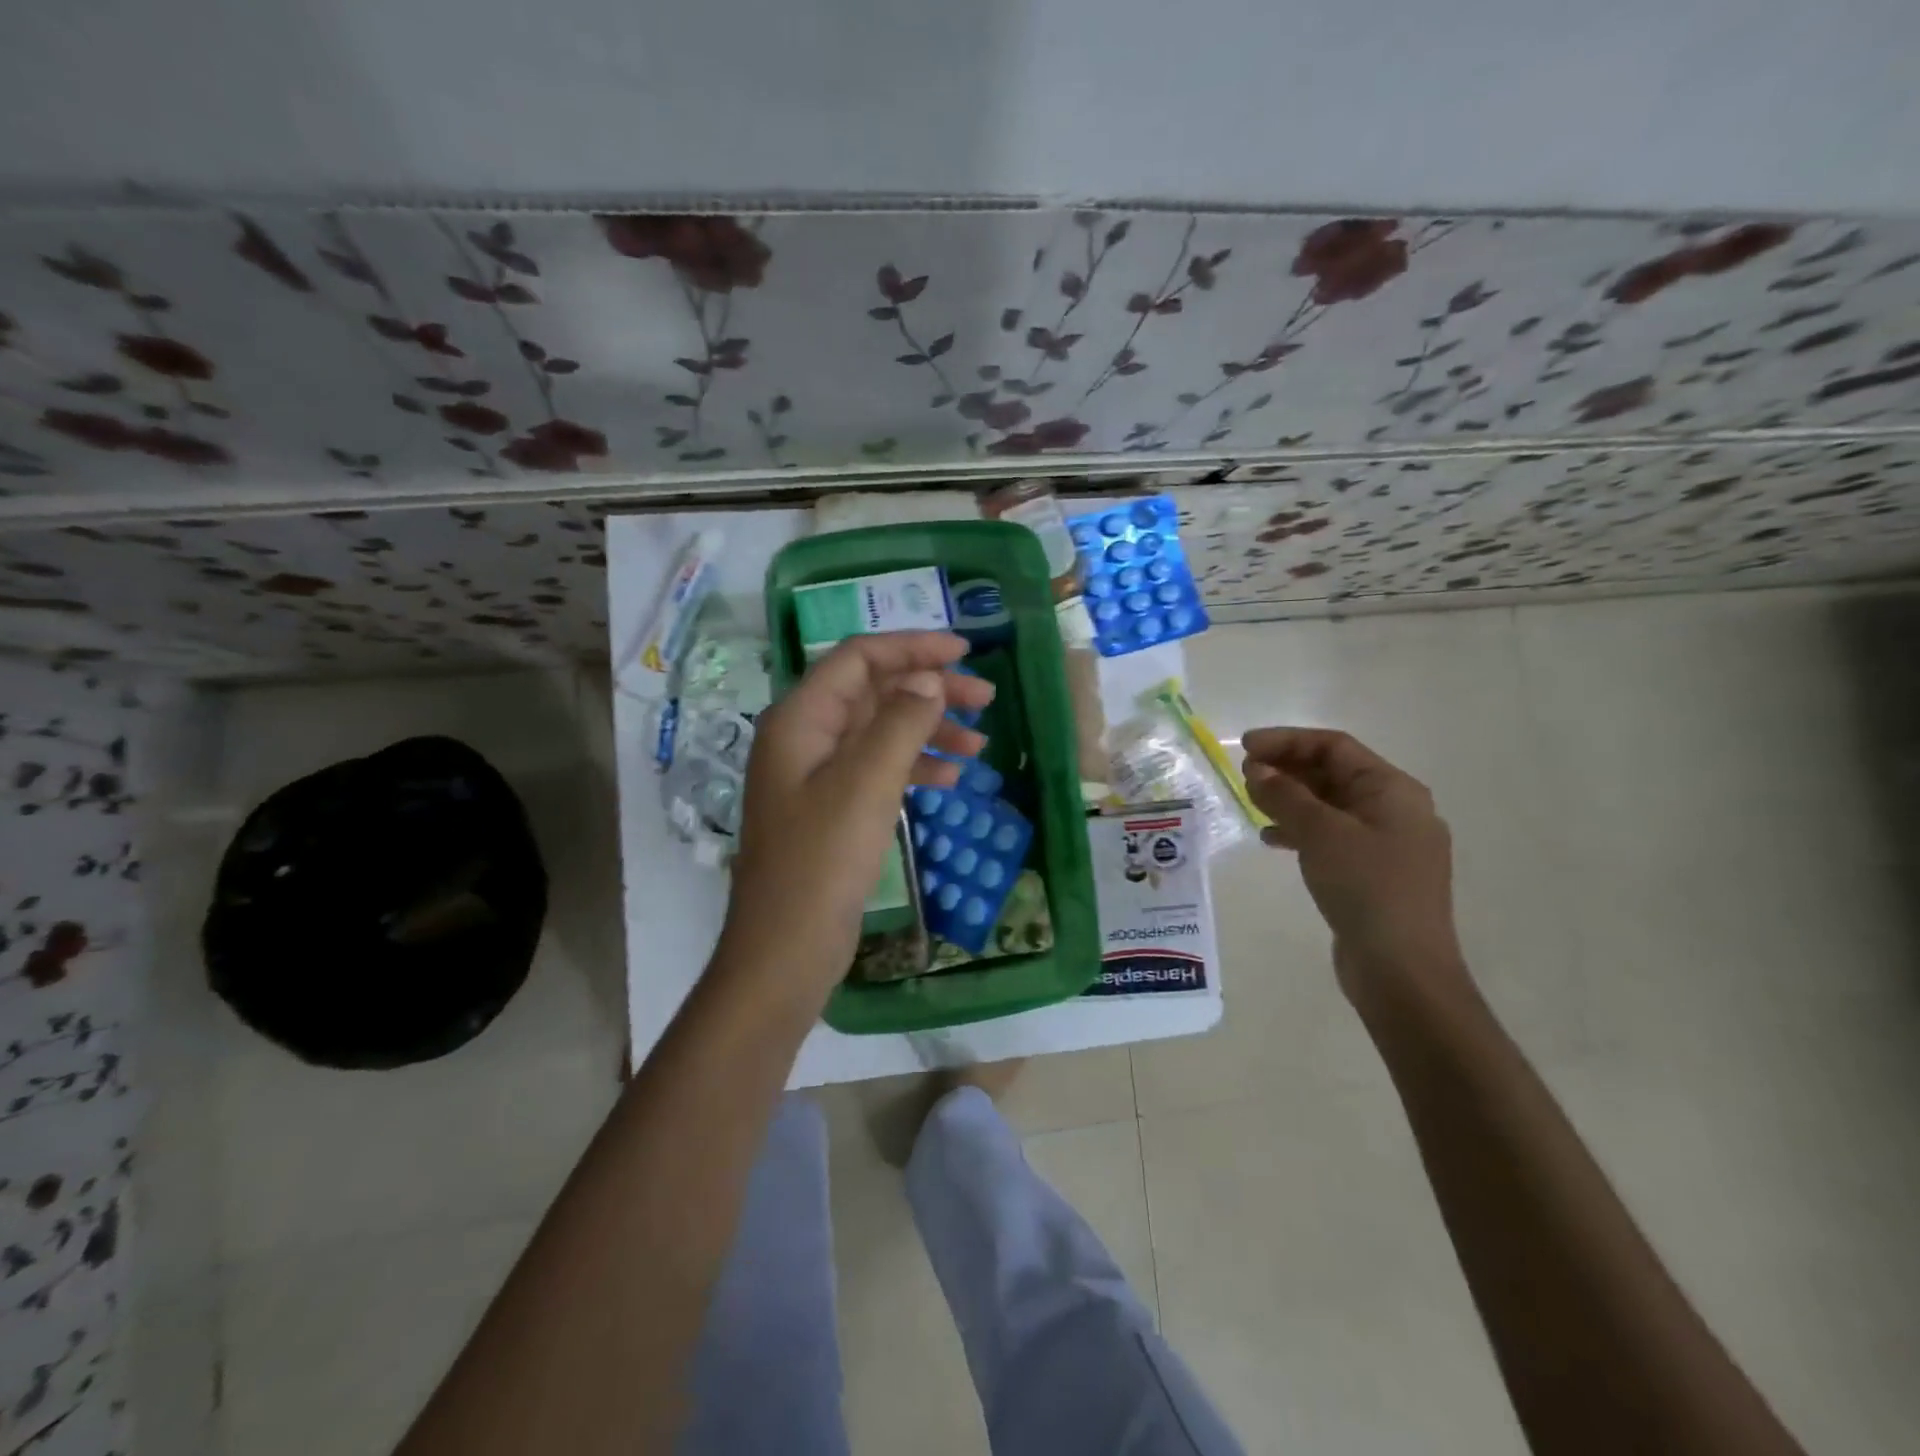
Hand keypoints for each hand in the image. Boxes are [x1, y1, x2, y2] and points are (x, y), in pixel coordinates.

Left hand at [719, 632, 994, 995]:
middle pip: (873, 693)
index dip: (912, 647)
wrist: (785, 950)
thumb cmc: (822, 862)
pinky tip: (950, 781)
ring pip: (881, 733)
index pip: (859, 659)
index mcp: (801, 719)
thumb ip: (900, 722)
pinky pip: (878, 771)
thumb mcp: (866, 784)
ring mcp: (817, 777)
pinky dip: (914, 768)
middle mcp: (805, 738)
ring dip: (929, 732)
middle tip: (986, 700)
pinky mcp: (832, 810)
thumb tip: (929, 680)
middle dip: (929, 691)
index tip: (965, 652)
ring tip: (979, 747)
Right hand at [1240, 727, 1469, 1010]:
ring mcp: (1386, 843)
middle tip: (1244, 774)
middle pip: (1334, 773)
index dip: (1287, 740)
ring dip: (1290, 798)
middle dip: (1287, 769)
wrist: (1402, 970)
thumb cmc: (1366, 888)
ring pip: (1330, 805)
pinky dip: (1300, 830)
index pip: (1335, 747)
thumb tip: (1257, 769)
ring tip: (1252, 801)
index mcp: (1393, 790)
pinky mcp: (1372, 873)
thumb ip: (1285, 795)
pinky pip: (1331, 836)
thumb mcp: (1321, 833)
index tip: (1244, 747)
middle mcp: (1395, 809)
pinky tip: (1271, 839)